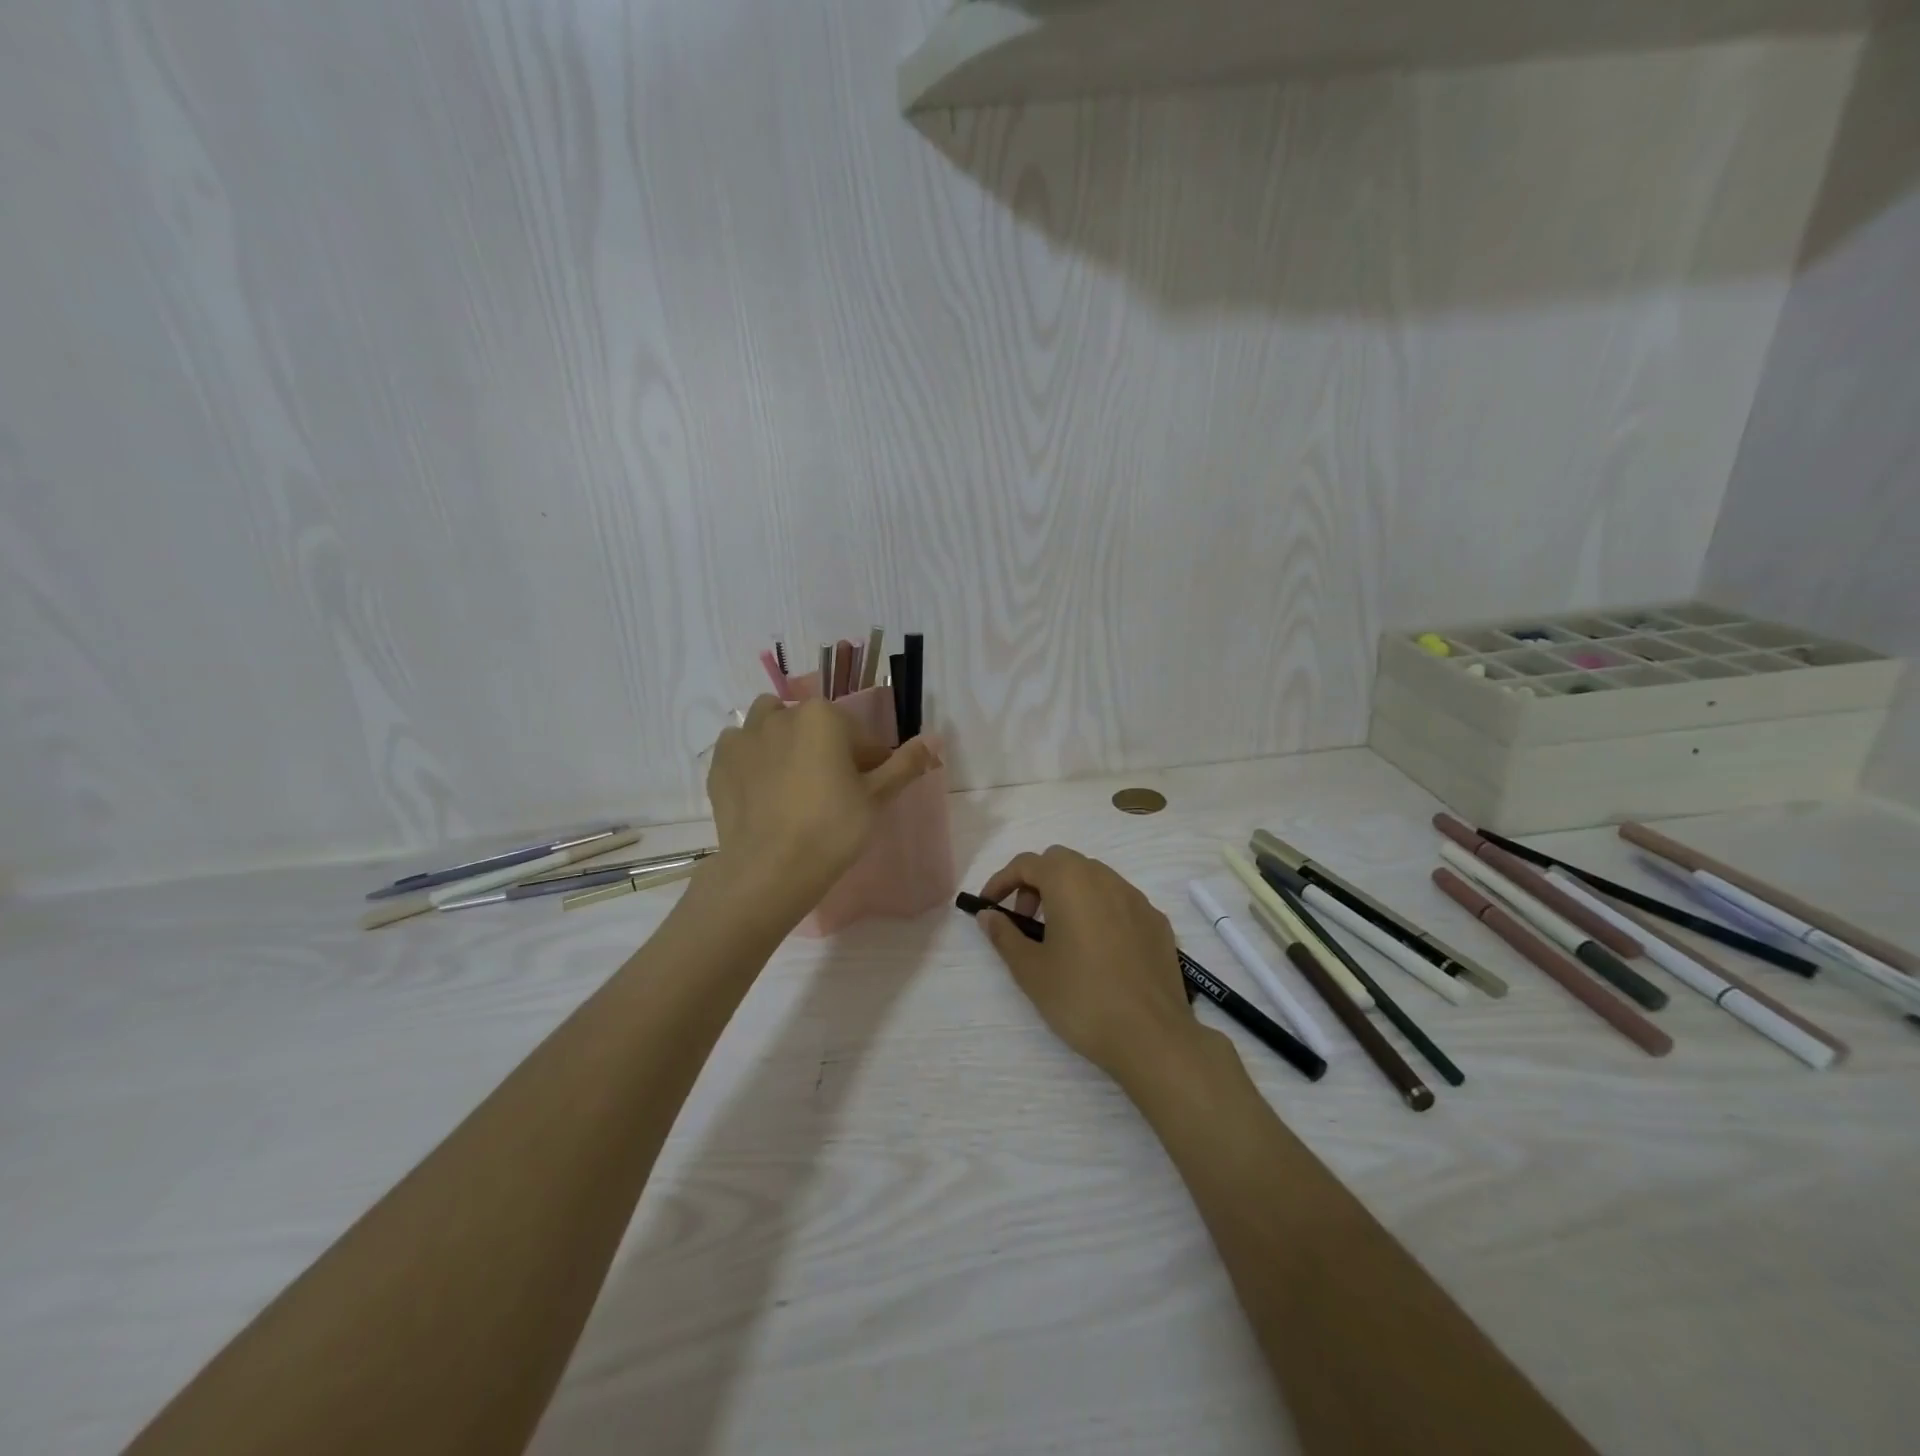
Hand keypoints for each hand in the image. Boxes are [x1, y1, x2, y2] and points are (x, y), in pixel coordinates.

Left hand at [705, 696, 941, 923]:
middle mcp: (781, 715)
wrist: (769, 870)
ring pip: (771, 725)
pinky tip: (762, 789)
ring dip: (785, 740)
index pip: (858, 736)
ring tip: (792, 779)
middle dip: (826, 747)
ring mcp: (745, 737)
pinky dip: (753, 759)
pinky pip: (741, 748)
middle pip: (814, 725)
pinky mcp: (719, 763)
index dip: (869, 762)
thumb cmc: (832, 829)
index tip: (868, 790)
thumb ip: (905, 764)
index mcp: (823, 717)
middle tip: (832, 789)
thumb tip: (933, 739)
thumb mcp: (877, 797)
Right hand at [972, 846, 1206, 1085]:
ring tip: (1060, 936)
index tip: (988, 907)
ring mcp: (1136, 898)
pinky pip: (1119, 901)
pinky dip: (1099, 911)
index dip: (1001, 881)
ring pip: (1093, 878)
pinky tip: (1098, 950)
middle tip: (1025, 921)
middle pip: (1061, 862)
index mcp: (1070, 882)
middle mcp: (1105, 878)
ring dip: (1069, 894)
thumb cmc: (1081, 998)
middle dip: (1036, 883)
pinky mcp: (1157, 921)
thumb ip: (1005, 935)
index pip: (1027, 863)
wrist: (1152, 1036)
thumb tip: (988, 915)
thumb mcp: (1031, 970)